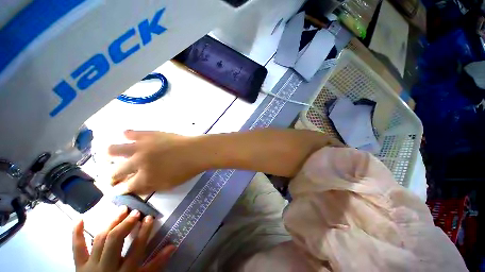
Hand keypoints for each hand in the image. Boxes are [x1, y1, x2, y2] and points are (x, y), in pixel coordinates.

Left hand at [72, 206, 175, 271]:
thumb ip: (156, 264)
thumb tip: (172, 246)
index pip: (136, 249)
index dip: (144, 231)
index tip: (149, 218)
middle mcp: (107, 267)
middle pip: (115, 241)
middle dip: (126, 224)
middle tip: (135, 212)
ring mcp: (91, 265)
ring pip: (100, 239)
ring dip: (111, 223)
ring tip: (121, 210)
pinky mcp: (79, 265)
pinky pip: (77, 248)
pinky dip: (76, 233)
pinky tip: (80, 218)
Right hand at [108, 130, 204, 194]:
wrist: (197, 151)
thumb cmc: (186, 170)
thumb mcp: (168, 185)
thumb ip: (149, 187)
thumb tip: (135, 188)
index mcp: (144, 178)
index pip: (124, 187)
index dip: (119, 190)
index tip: (117, 189)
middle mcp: (137, 162)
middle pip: (115, 171)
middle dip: (111, 177)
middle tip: (113, 177)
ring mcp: (142, 146)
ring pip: (113, 150)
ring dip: (111, 155)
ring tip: (112, 156)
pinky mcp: (149, 134)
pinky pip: (131, 133)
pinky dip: (127, 135)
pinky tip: (127, 137)